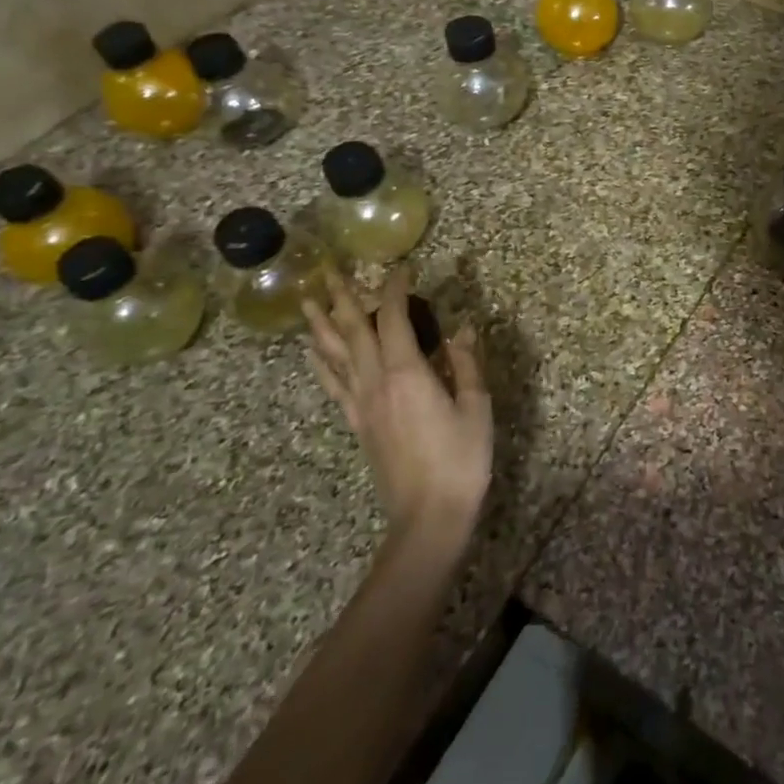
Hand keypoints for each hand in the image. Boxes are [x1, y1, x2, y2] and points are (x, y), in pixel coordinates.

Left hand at [304, 267, 492, 541]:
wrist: (428, 516)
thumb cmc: (460, 459)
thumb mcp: (476, 408)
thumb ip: (468, 364)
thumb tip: (462, 327)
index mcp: (407, 373)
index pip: (394, 319)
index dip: (395, 290)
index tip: (400, 268)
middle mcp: (377, 382)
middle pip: (354, 331)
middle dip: (343, 298)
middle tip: (329, 270)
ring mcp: (362, 404)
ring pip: (335, 355)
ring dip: (321, 325)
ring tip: (306, 301)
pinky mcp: (358, 424)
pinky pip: (334, 384)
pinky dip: (321, 363)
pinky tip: (314, 352)